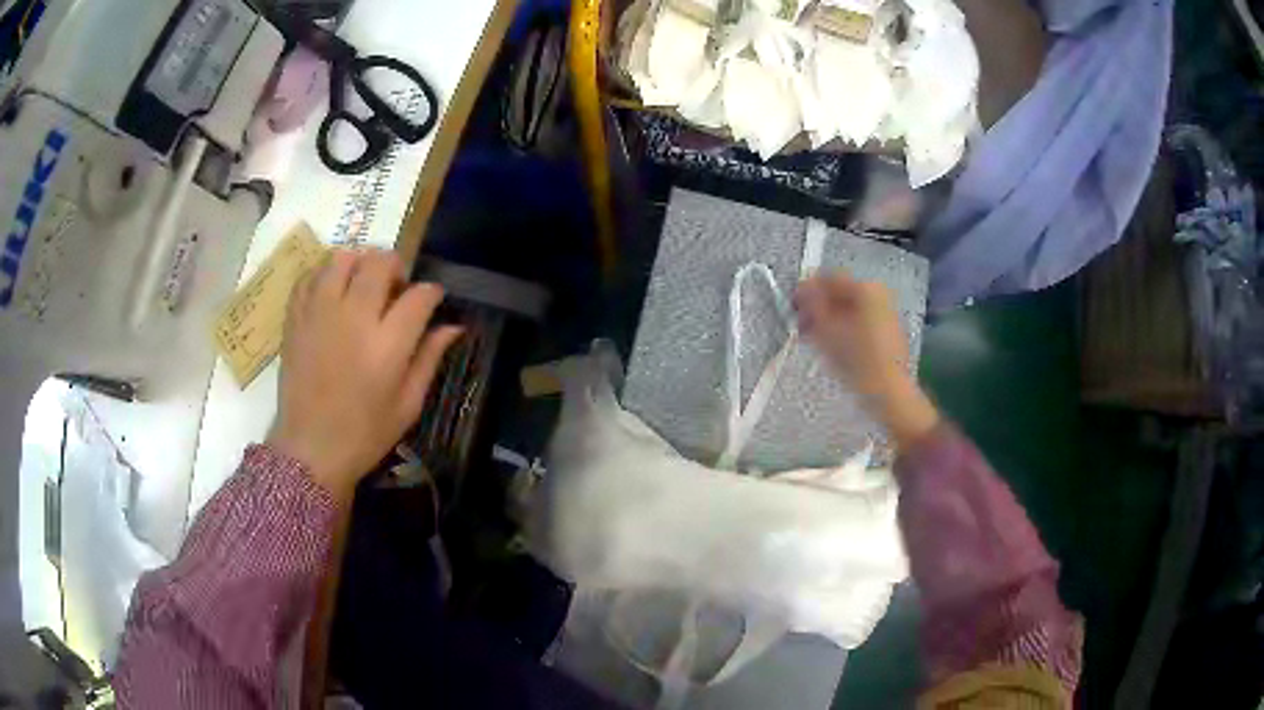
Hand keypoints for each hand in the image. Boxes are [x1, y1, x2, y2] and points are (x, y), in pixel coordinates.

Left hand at [268, 249, 461, 502]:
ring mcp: (320, 313)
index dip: (431, 293)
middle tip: (396, 288)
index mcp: (387, 345)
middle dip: (396, 267)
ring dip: (359, 263)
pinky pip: (310, 276)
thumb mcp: (408, 405)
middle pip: (380, 262)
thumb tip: (453, 326)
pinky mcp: (296, 317)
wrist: (310, 449)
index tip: (432, 300)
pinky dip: (325, 275)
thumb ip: (430, 359)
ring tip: (362, 283)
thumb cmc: (365, 433)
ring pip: (343, 258)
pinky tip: (332, 293)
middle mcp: (354, 318)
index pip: (419, 295)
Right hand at [795, 271, 939, 448]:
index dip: (806, 289)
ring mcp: (885, 311)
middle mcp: (878, 294)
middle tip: (800, 323)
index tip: (791, 305)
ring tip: (812, 337)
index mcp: (866, 288)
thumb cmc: (858, 360)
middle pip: (840, 292)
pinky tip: (831, 344)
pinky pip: (859, 319)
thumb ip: (812, 306)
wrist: (889, 393)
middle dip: (818, 305)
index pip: (829, 278)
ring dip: (829, 317)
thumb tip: (802, 293)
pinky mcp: (887, 330)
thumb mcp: (828, 331)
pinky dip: (843, 326)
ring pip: (849, 307)